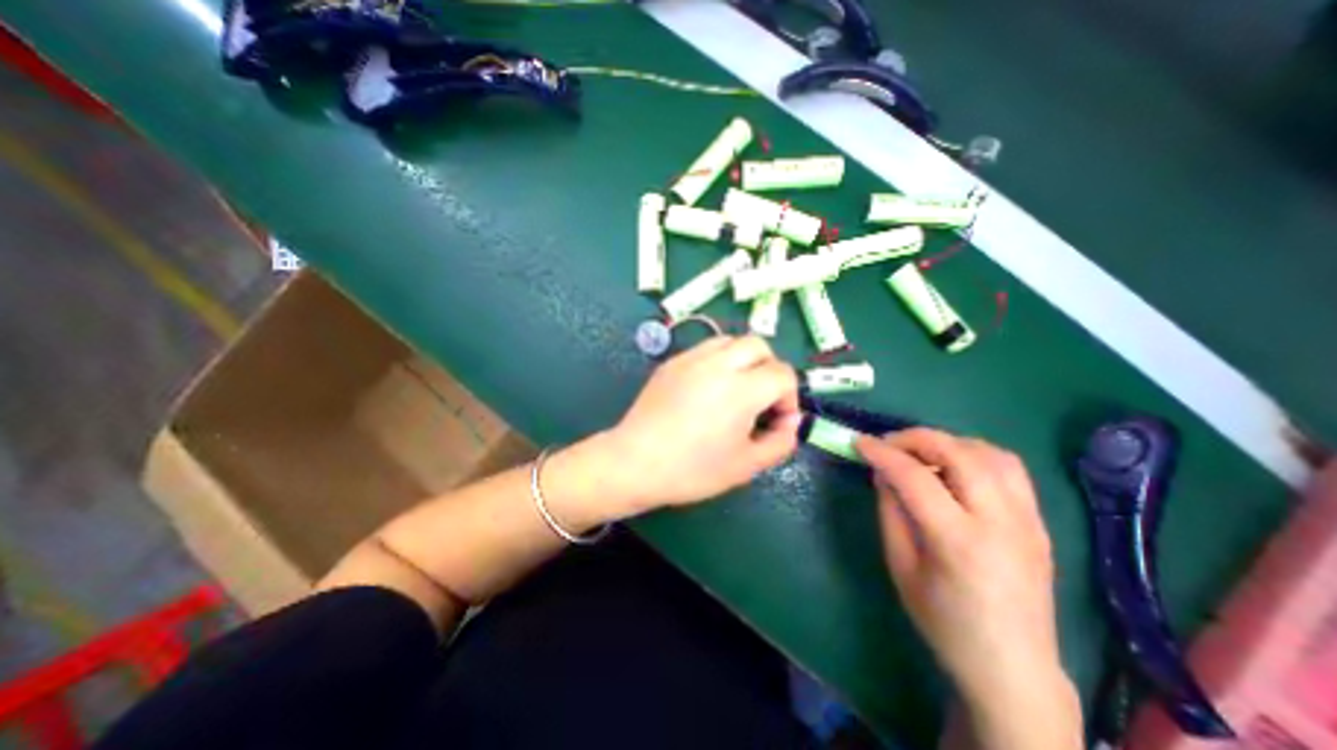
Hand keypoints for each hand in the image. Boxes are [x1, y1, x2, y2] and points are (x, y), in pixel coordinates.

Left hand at [600, 337, 795, 512]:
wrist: (635, 462)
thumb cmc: (693, 469)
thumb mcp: (747, 466)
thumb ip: (781, 442)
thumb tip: (791, 421)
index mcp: (742, 389)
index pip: (782, 374)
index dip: (788, 397)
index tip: (776, 421)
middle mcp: (719, 364)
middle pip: (759, 345)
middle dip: (769, 368)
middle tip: (760, 398)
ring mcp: (691, 358)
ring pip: (730, 340)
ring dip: (743, 360)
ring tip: (735, 390)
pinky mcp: (672, 362)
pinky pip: (705, 349)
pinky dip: (718, 361)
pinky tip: (707, 389)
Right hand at [857, 431, 1084, 747]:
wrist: (1013, 668)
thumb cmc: (944, 622)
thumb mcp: (900, 566)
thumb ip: (890, 511)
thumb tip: (883, 471)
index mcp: (959, 542)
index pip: (915, 477)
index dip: (882, 453)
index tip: (858, 442)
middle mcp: (1000, 523)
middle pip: (958, 453)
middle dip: (915, 438)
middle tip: (887, 443)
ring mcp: (1028, 521)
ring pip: (989, 453)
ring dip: (947, 442)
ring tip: (919, 453)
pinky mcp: (1039, 523)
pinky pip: (1009, 469)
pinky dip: (975, 454)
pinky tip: (954, 466)